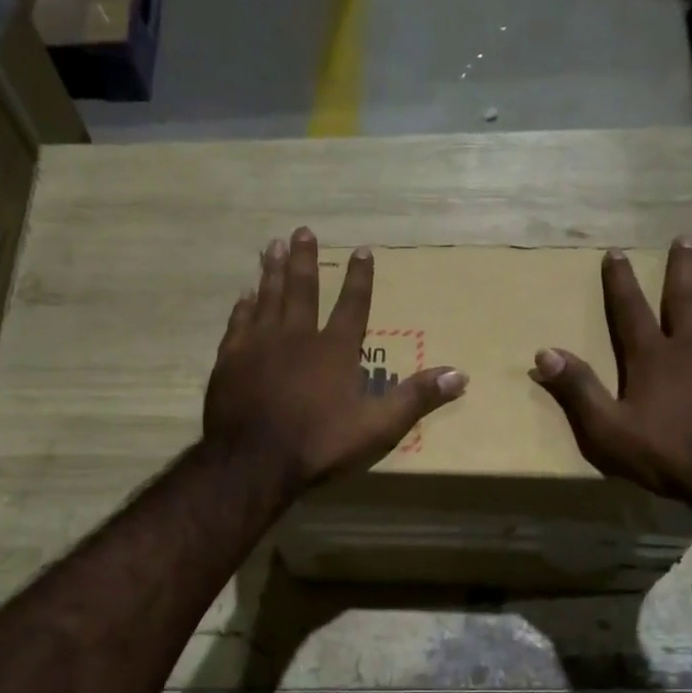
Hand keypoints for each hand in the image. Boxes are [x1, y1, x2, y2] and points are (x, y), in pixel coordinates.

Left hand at [205, 227, 467, 491]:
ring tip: (271, 245)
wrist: (254, 462)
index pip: (353, 305)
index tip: (362, 249)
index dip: (360, 278)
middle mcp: (297, 336)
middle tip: (303, 231)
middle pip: (303, 289)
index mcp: (335, 350)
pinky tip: (244, 294)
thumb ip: (416, 398)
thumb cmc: (319, 445)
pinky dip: (243, 306)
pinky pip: (239, 323)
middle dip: (305, 259)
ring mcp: (259, 345)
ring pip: (267, 297)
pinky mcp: (230, 360)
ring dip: (271, 271)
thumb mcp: (378, 427)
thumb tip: (460, 374)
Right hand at [530, 239, 691, 502]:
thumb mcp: (609, 431)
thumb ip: (578, 390)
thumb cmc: (669, 454)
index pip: (630, 309)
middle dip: (681, 265)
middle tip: (684, 238)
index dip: (620, 280)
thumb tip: (544, 352)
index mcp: (652, 357)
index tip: (615, 252)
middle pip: (684, 295)